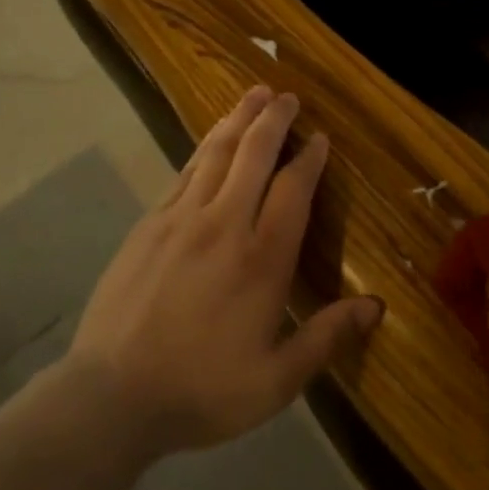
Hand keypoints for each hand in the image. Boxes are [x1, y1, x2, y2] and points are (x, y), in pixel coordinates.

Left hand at [66, 85, 383, 457]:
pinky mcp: (150, 222)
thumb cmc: (201, 390)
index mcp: (262, 259)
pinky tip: (213, 138)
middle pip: (255, 154)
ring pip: (217, 152)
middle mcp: (225, 223)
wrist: (112, 395)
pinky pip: (185, 171)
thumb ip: (326, 338)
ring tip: (254, 94)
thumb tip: (376, 306)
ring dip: (239, 119)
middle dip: (274, 120)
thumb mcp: (275, 381)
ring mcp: (182, 218)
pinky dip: (205, 146)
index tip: (320, 138)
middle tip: (288, 96)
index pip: (294, 190)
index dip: (310, 159)